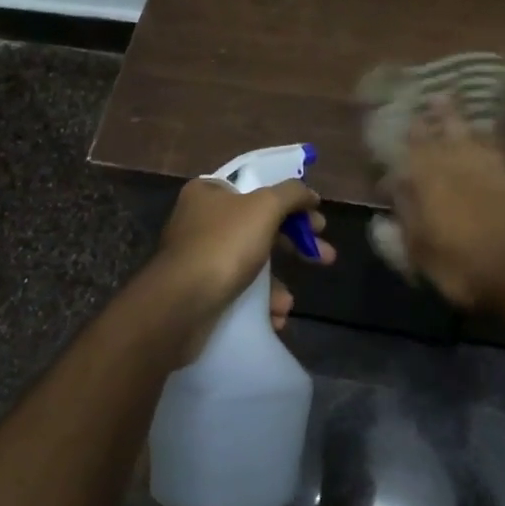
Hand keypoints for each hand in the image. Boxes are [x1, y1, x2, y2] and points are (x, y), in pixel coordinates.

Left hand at [153, 176, 333, 342]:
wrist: (179, 307)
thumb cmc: (223, 246)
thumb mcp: (264, 207)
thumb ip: (291, 194)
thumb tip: (310, 194)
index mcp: (210, 192)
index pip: (259, 188)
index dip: (293, 203)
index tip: (318, 223)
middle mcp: (201, 220)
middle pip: (260, 226)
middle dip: (294, 245)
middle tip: (325, 257)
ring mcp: (199, 257)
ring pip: (251, 263)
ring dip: (276, 283)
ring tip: (287, 303)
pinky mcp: (199, 290)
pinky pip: (238, 290)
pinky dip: (258, 303)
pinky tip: (272, 317)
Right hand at [386, 97, 504, 310]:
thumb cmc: (460, 267)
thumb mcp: (418, 252)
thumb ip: (402, 221)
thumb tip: (386, 203)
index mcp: (426, 181)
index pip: (408, 150)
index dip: (399, 137)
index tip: (390, 125)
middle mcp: (454, 166)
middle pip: (438, 133)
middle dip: (427, 116)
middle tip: (419, 98)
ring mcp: (485, 168)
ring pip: (465, 133)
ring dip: (453, 116)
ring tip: (444, 99)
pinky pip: (491, 145)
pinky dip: (483, 133)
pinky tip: (481, 127)